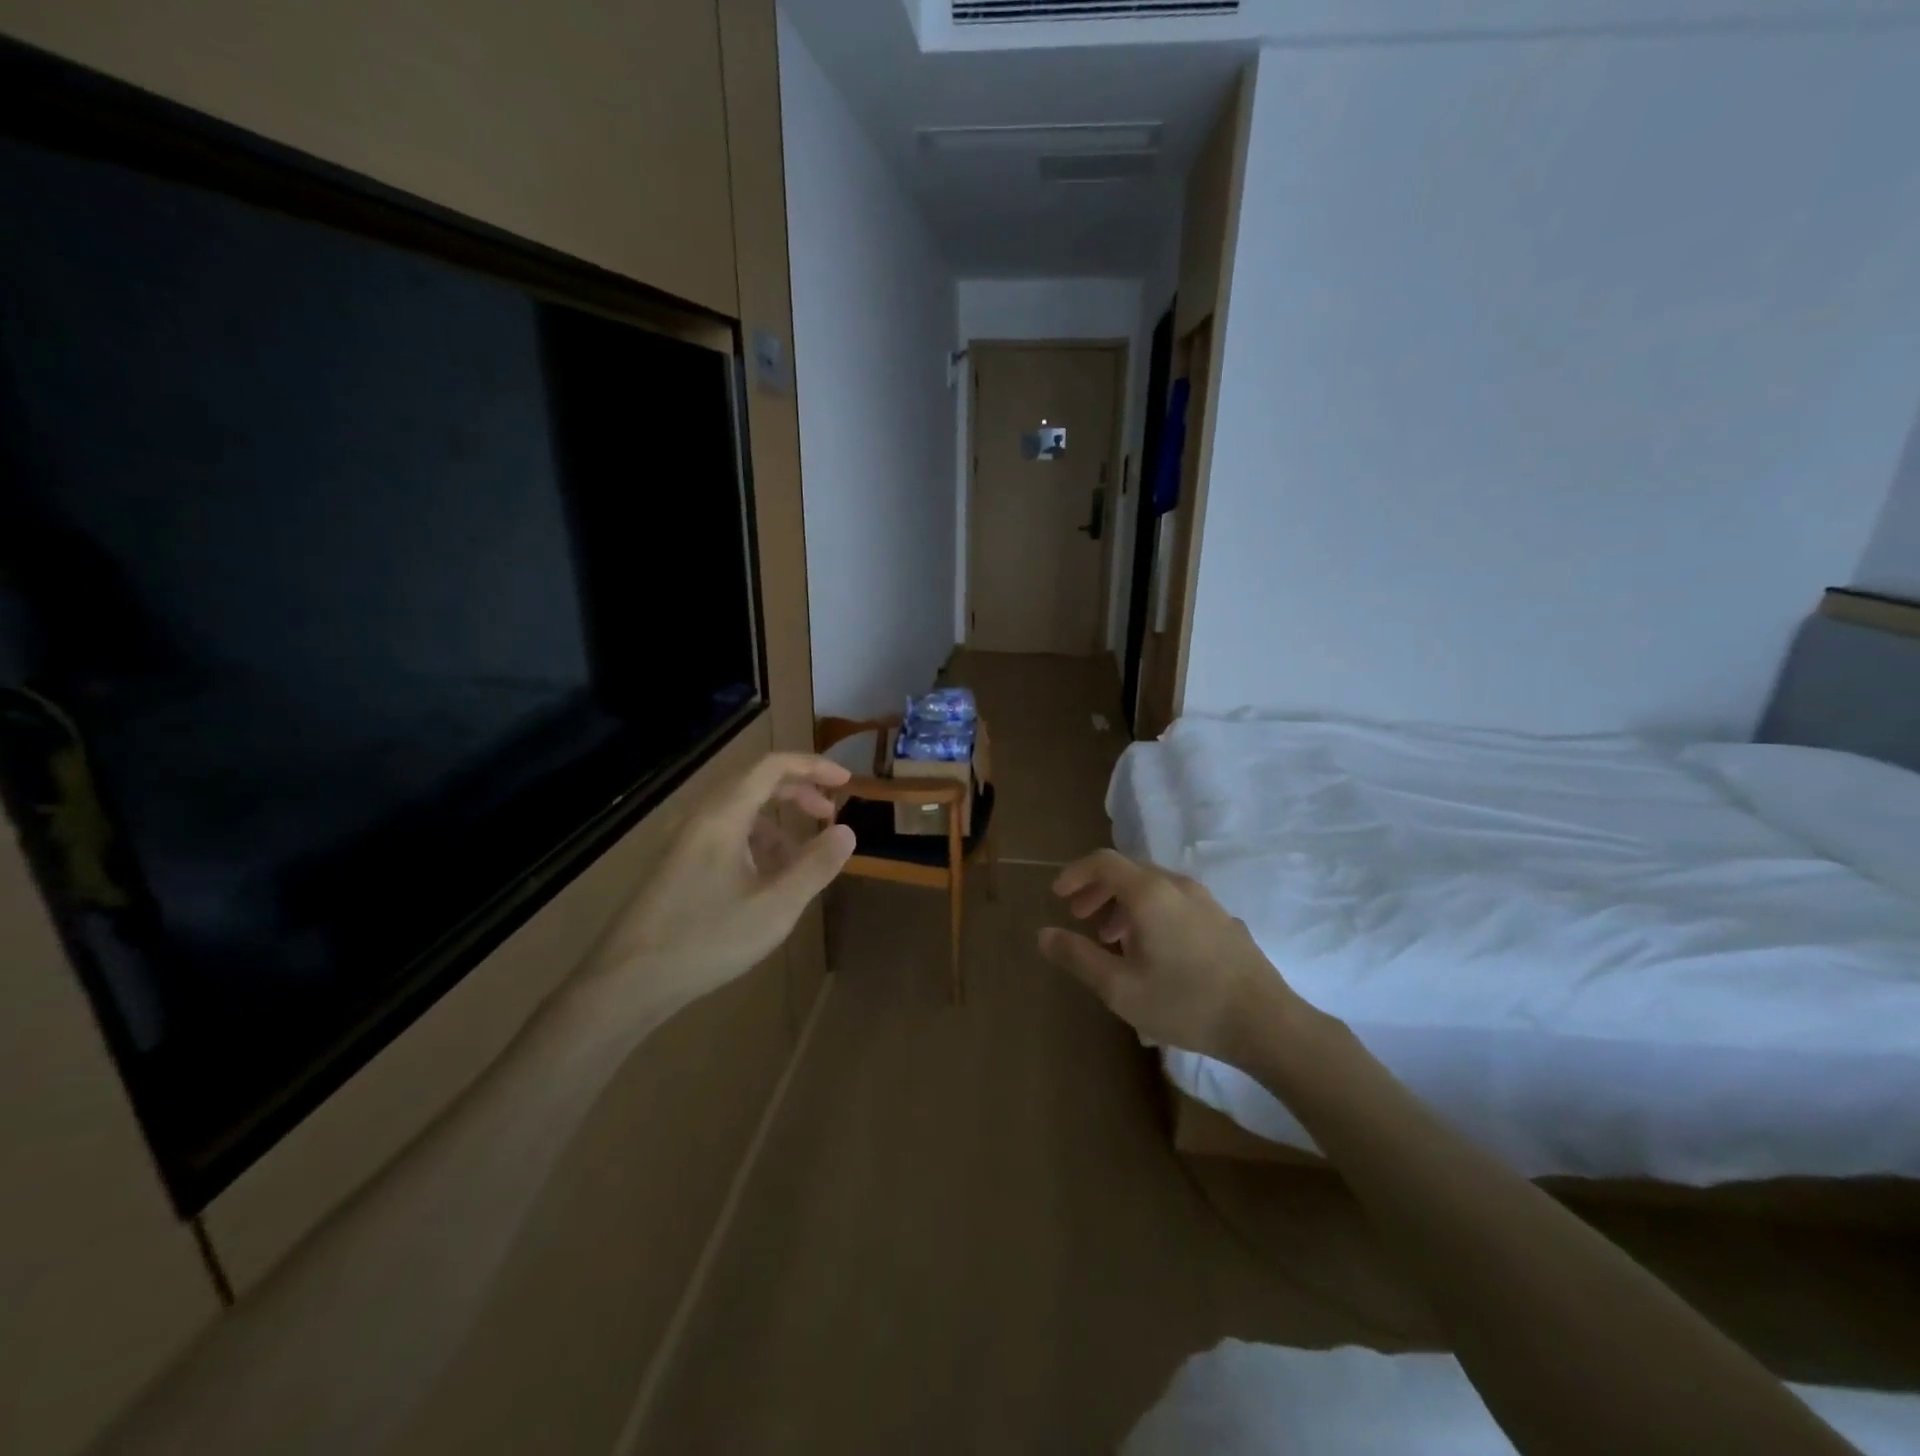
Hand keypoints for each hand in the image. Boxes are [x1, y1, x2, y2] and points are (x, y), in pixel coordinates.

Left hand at [592, 753, 855, 1001]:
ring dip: (779, 823)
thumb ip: (815, 866)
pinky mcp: (679, 865)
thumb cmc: (706, 940)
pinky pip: (726, 835)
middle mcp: (702, 817)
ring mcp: (686, 841)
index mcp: (723, 816)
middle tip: (831, 815)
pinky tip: (769, 880)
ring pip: (741, 812)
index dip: (813, 766)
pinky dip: (757, 843)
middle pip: (756, 783)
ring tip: (804, 857)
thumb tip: (847, 832)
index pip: (772, 767)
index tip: (847, 781)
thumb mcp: (775, 907)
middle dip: (799, 792)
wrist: (627, 982)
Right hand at [1038, 849, 1300, 1062]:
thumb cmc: (1185, 1002)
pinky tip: (1153, 951)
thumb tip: (1043, 934)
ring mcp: (1205, 901)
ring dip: (1124, 904)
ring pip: (1153, 888)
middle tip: (1078, 916)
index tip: (1058, 896)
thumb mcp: (1120, 987)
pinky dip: (1151, 913)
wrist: (1266, 1023)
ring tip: (1111, 939)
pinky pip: (1175, 903)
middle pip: (1128, 872)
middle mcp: (1177, 885)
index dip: (1075, 873)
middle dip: (1097, 890)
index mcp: (1149, 893)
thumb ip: (1078, 957)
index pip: (1103, 862)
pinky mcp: (1223, 920)